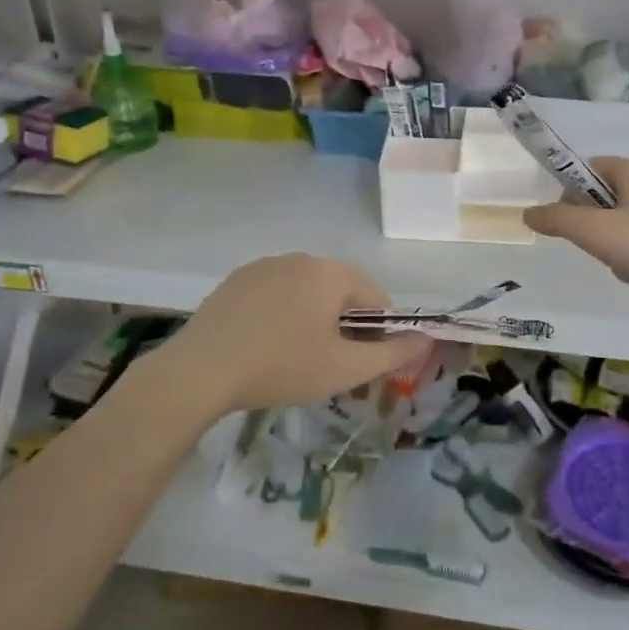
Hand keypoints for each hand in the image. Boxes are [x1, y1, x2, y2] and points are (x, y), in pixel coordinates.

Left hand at [168, 254, 430, 411]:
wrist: (201, 371)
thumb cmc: (282, 366)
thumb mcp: (345, 369)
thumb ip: (392, 353)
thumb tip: (427, 338)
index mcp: (331, 272)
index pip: (375, 298)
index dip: (376, 334)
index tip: (358, 364)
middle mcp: (301, 257)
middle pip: (340, 292)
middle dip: (342, 326)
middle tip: (327, 365)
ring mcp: (264, 266)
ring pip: (306, 293)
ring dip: (311, 320)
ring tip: (293, 358)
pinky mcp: (236, 280)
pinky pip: (275, 295)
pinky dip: (280, 315)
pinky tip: (263, 346)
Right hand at [523, 159, 628, 321]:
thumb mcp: (596, 232)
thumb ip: (557, 219)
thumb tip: (527, 212)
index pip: (585, 168)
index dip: (568, 194)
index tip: (566, 224)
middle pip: (599, 201)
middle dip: (592, 231)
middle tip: (601, 249)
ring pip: (618, 228)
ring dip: (613, 252)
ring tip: (627, 269)